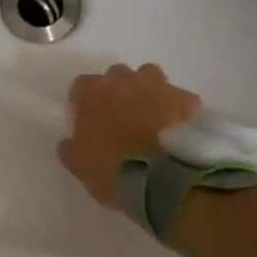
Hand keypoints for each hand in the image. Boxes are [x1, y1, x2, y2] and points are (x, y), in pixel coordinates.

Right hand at [59, 63, 201, 208]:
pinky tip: (177, 128)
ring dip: (147, 91)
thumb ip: (70, 147)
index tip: (87, 121)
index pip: (81, 85)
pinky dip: (177, 108)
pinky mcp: (186, 99)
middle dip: (117, 91)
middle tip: (120, 118)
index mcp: (92, 93)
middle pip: (117, 76)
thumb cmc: (111, 170)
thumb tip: (70, 141)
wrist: (161, 181)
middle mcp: (124, 81)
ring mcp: (158, 86)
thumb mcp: (77, 165)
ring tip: (150, 117)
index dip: (84, 102)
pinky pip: (180, 97)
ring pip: (149, 77)